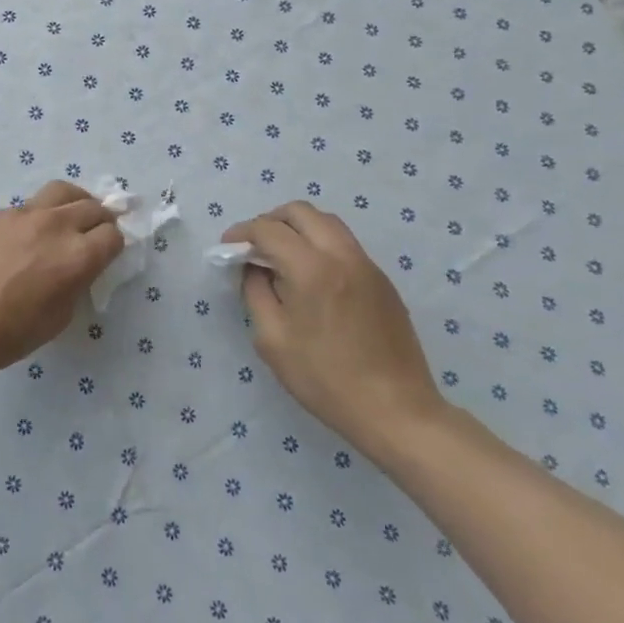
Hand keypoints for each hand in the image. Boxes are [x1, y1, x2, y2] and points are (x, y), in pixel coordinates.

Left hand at [0, 181, 123, 386]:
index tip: (108, 252)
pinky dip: (36, 216)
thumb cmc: (12, 332)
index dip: (114, 244)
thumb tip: (79, 266)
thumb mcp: (61, 316)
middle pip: (92, 207)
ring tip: (71, 214)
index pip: (113, 235)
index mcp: (78, 256)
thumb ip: (77, 282)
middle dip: (100, 219)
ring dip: (74, 202)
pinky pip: (26, 207)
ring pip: (61, 192)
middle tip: (95, 231)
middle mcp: (56, 226)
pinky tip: (24, 236)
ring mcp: (23, 214)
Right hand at [223, 202, 444, 461]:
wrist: (396, 411)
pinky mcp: (382, 280)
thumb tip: (253, 267)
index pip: (268, 229)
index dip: (241, 233)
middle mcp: (341, 255)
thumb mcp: (272, 340)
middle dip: (270, 221)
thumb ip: (255, 292)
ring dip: (297, 228)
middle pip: (300, 211)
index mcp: (311, 268)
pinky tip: (310, 276)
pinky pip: (344, 244)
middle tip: (253, 246)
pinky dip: (319, 244)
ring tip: (280, 256)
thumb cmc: (325, 379)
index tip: (227, 248)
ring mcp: (367, 265)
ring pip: (326, 222)